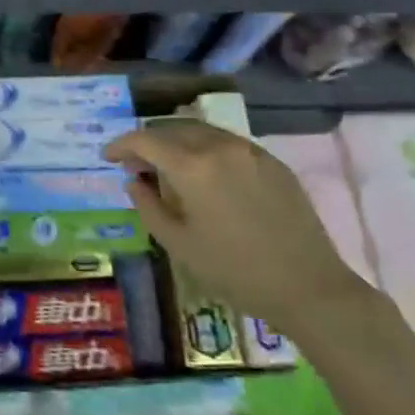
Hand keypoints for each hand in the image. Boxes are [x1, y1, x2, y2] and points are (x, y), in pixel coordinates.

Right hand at [103, 119, 366, 327]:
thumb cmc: (234, 271)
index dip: (121, 144)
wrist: (308, 286)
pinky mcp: (272, 161)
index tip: (107, 157)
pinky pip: (228, 143)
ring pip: (202, 131)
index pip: (145, 140)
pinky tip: (205, 175)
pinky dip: (206, 149)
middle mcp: (220, 146)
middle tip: (136, 166)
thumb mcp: (178, 244)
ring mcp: (251, 150)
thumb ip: (148, 206)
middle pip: (172, 128)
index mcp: (192, 166)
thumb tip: (133, 180)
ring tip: (168, 167)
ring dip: (177, 142)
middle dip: (148, 142)